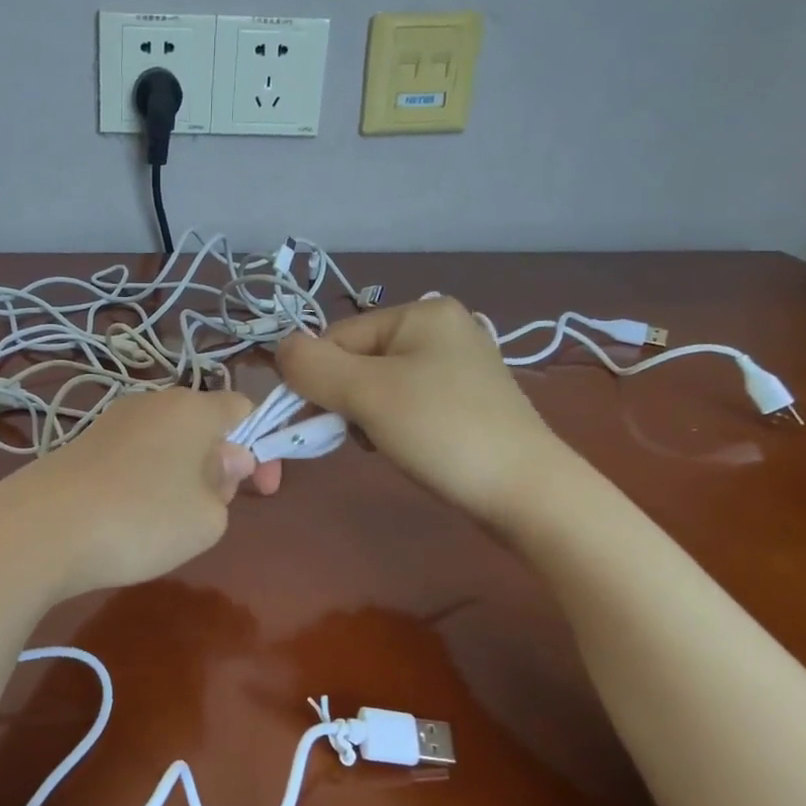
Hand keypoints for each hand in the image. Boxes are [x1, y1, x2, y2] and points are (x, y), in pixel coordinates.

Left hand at [0, 386, 275, 602]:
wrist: (41, 529)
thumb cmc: (142, 519)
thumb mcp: (208, 518)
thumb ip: (227, 486)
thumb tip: (222, 461)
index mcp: (192, 408)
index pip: (243, 408)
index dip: (262, 446)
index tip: (261, 489)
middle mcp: (152, 402)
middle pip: (202, 425)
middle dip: (218, 464)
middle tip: (211, 511)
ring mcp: (112, 421)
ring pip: (166, 443)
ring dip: (181, 475)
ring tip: (167, 522)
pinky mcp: (82, 445)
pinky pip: (133, 457)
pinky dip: (144, 482)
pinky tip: (128, 518)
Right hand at [278, 297, 578, 528]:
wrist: (526, 492)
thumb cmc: (442, 431)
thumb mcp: (366, 393)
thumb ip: (312, 366)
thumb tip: (279, 350)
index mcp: (421, 313)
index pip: (337, 337)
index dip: (318, 379)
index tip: (317, 420)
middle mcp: (441, 329)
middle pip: (357, 360)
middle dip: (345, 400)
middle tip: (360, 435)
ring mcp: (457, 366)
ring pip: (377, 386)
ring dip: (365, 417)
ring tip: (385, 444)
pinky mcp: (465, 401)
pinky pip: (405, 403)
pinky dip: (392, 425)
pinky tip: (404, 447)